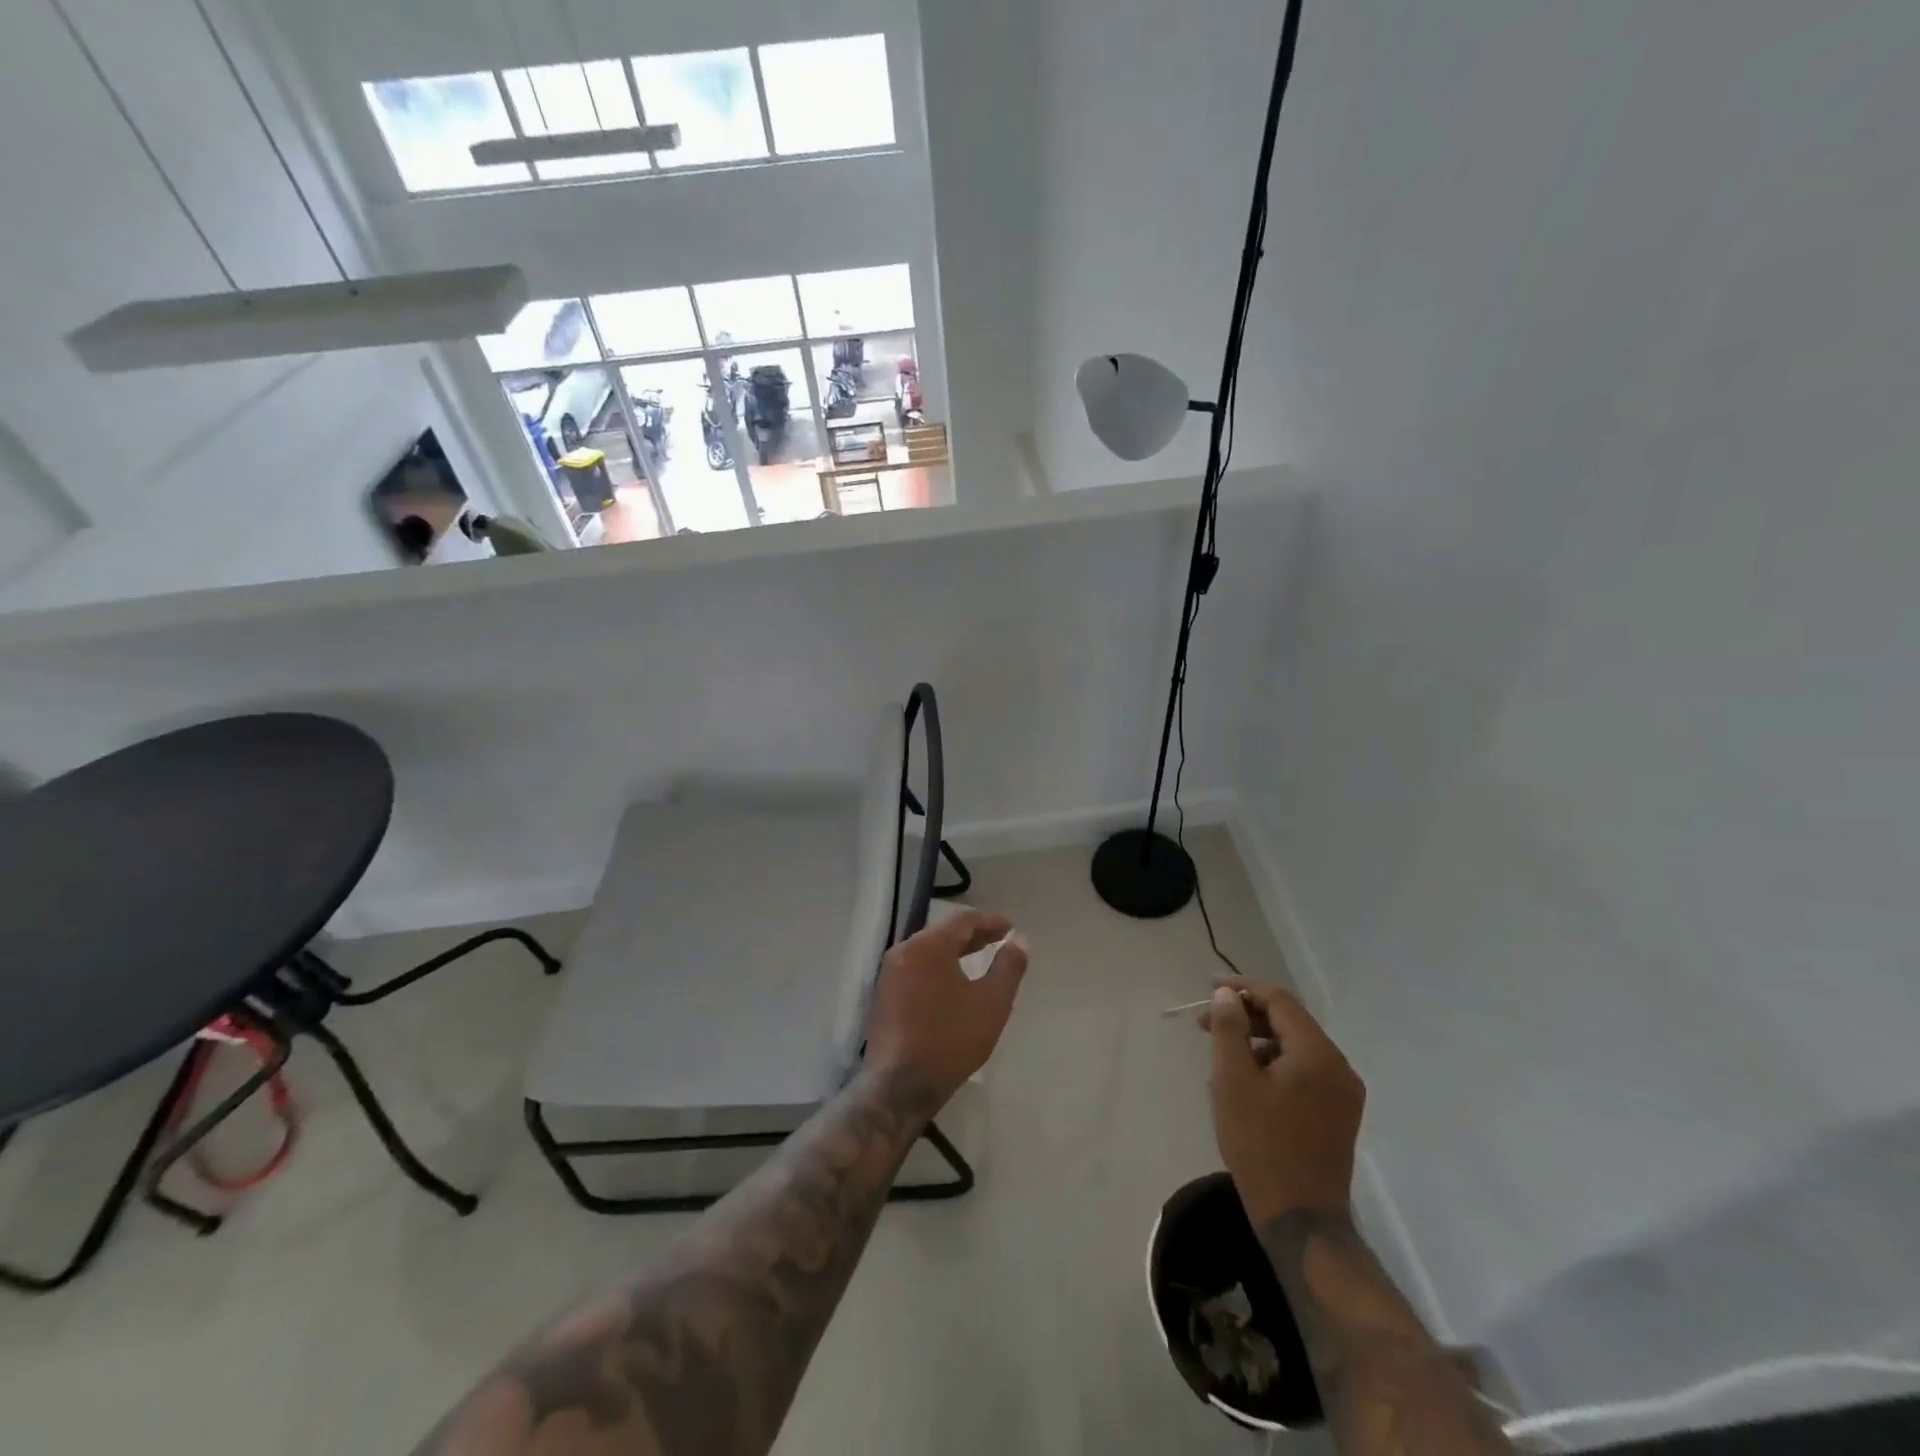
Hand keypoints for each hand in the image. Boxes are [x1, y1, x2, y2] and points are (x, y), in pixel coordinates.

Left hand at [865, 910, 1028, 1110]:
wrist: (899, 1087)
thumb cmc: (950, 1041)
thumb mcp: (991, 1004)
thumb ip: (1008, 967)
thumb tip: (1019, 940)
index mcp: (927, 947)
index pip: (963, 920)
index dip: (990, 921)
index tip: (1010, 927)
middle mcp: (903, 951)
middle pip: (943, 932)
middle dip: (973, 935)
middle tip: (999, 940)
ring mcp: (889, 974)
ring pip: (928, 950)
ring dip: (955, 951)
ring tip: (979, 958)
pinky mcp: (884, 995)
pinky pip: (916, 968)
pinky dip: (938, 967)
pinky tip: (953, 982)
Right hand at [1202, 978, 1364, 1224]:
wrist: (1300, 1222)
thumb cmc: (1261, 1145)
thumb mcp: (1233, 1081)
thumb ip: (1229, 1029)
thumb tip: (1228, 995)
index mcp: (1318, 1055)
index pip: (1280, 1002)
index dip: (1243, 988)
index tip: (1210, 987)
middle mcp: (1339, 1068)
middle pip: (1290, 1023)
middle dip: (1247, 1016)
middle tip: (1206, 1023)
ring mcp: (1343, 1094)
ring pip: (1295, 1049)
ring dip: (1257, 1042)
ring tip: (1220, 1055)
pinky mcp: (1337, 1116)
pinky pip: (1302, 1073)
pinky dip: (1272, 1066)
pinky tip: (1244, 1082)